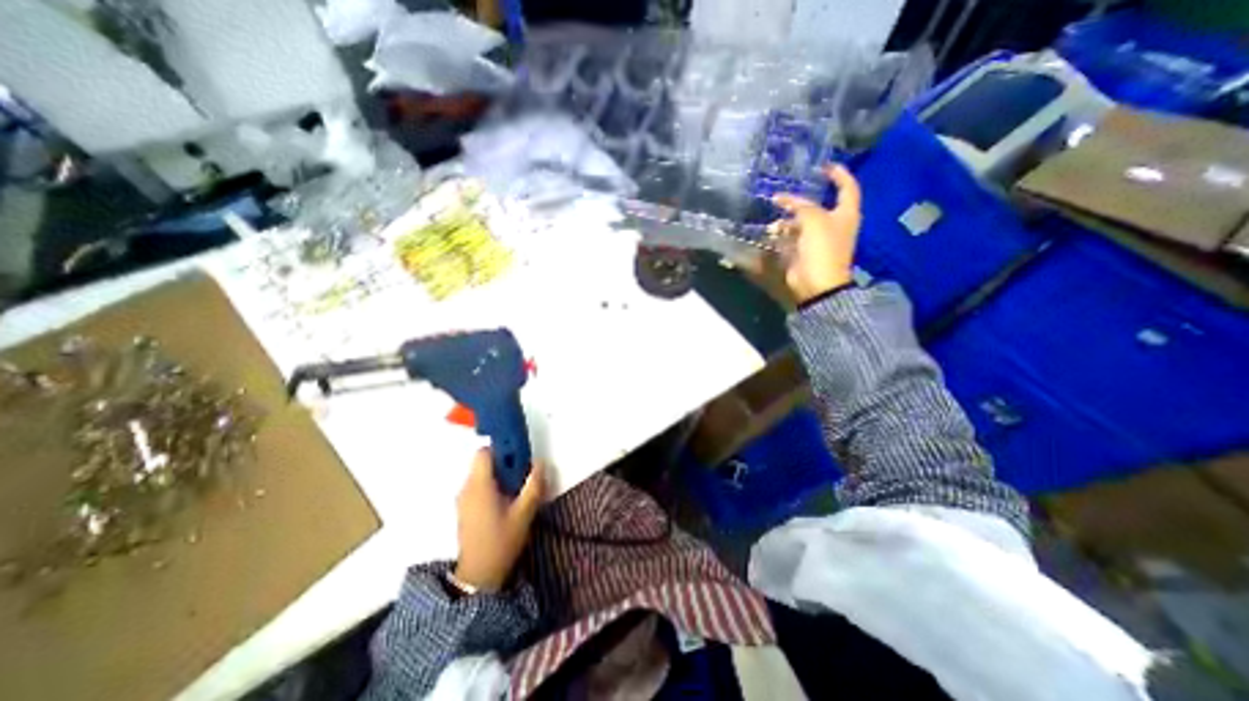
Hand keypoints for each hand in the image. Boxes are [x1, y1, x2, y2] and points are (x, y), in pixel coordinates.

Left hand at [455, 448, 541, 590]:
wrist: (478, 577)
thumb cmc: (501, 541)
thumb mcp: (524, 513)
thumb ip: (534, 484)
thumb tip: (540, 462)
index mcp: (479, 485)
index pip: (484, 452)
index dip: (502, 448)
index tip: (520, 454)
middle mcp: (466, 488)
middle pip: (484, 462)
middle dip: (505, 463)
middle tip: (524, 473)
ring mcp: (463, 499)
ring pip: (482, 474)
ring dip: (500, 475)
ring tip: (518, 489)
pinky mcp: (465, 509)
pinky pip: (479, 486)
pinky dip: (493, 485)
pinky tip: (507, 501)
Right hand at [767, 168, 865, 305]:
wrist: (817, 282)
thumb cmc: (822, 248)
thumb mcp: (814, 220)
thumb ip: (802, 206)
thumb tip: (787, 200)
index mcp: (845, 213)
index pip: (847, 187)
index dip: (838, 174)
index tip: (824, 165)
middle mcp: (833, 224)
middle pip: (818, 205)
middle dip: (800, 201)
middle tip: (783, 196)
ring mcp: (818, 239)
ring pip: (801, 222)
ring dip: (787, 220)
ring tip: (774, 222)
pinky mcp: (804, 251)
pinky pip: (792, 236)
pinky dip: (783, 233)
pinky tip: (772, 233)